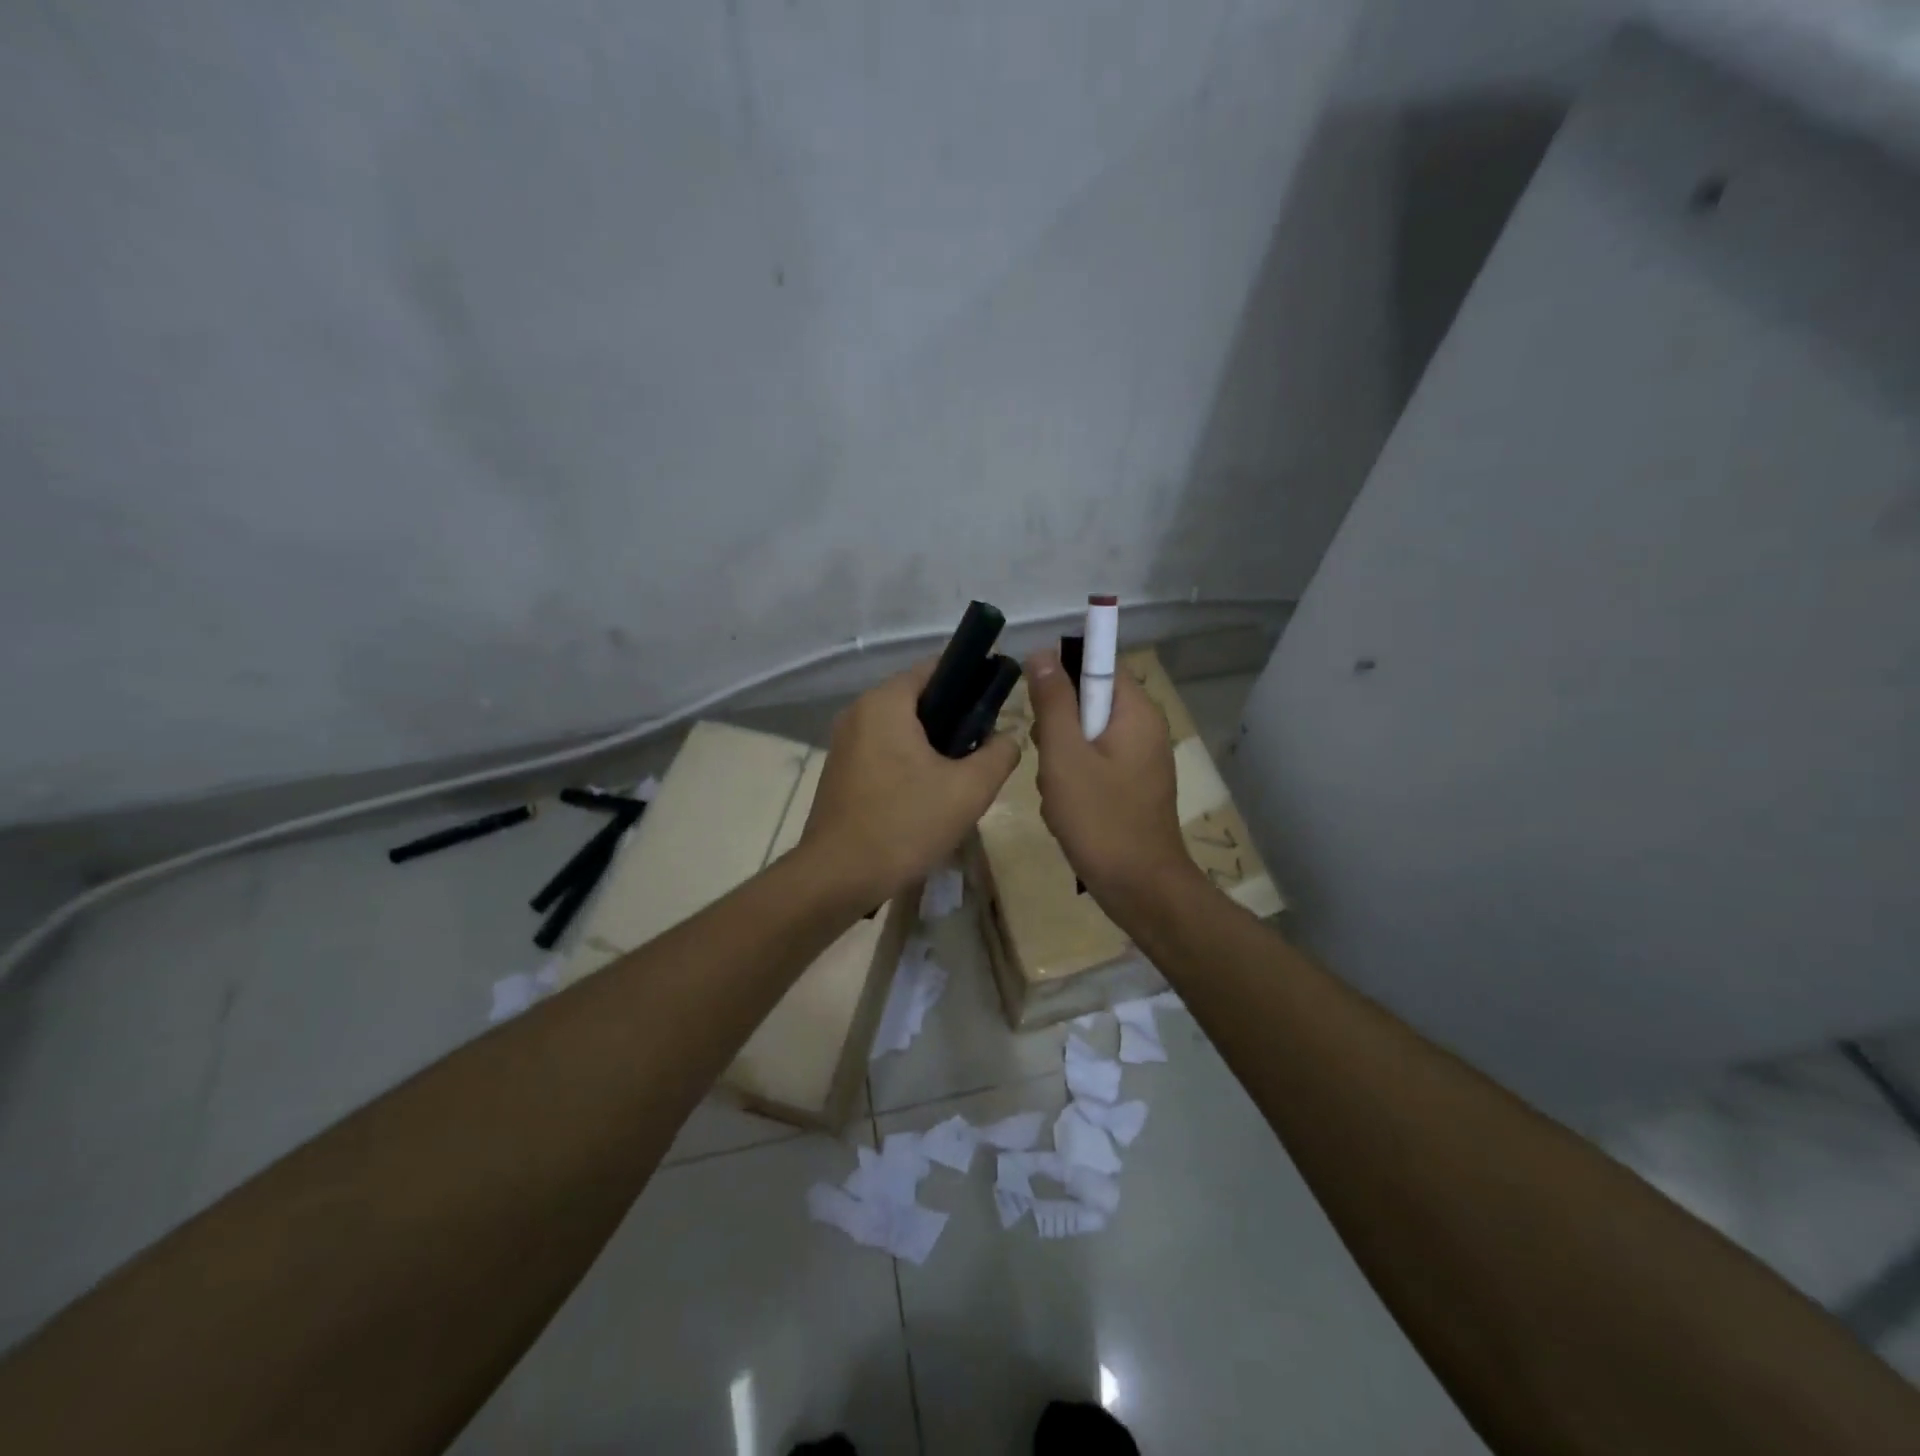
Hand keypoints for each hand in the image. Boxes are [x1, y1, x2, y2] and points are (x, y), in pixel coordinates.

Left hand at [798, 660, 1020, 901]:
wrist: (838, 877)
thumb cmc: (905, 824)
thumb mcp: (969, 790)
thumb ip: (999, 754)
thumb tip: (1008, 736)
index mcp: (885, 702)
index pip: (936, 668)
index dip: (972, 679)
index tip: (999, 705)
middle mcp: (859, 712)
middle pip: (918, 698)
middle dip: (955, 717)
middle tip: (985, 746)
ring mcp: (844, 742)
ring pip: (901, 727)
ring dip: (932, 743)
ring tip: (962, 773)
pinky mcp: (840, 771)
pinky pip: (883, 750)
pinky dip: (908, 760)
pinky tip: (928, 793)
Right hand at [1025, 649, 1200, 918]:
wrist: (1139, 888)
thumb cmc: (1100, 819)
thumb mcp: (1065, 755)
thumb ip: (1053, 702)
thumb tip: (1042, 652)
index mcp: (1136, 712)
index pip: (1099, 663)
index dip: (1062, 673)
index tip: (1035, 702)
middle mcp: (1144, 729)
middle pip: (1089, 702)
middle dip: (1057, 726)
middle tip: (1046, 758)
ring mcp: (1139, 761)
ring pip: (1085, 737)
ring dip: (1060, 759)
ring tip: (1055, 792)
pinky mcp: (1131, 788)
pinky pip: (1094, 765)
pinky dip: (1073, 780)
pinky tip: (1064, 809)